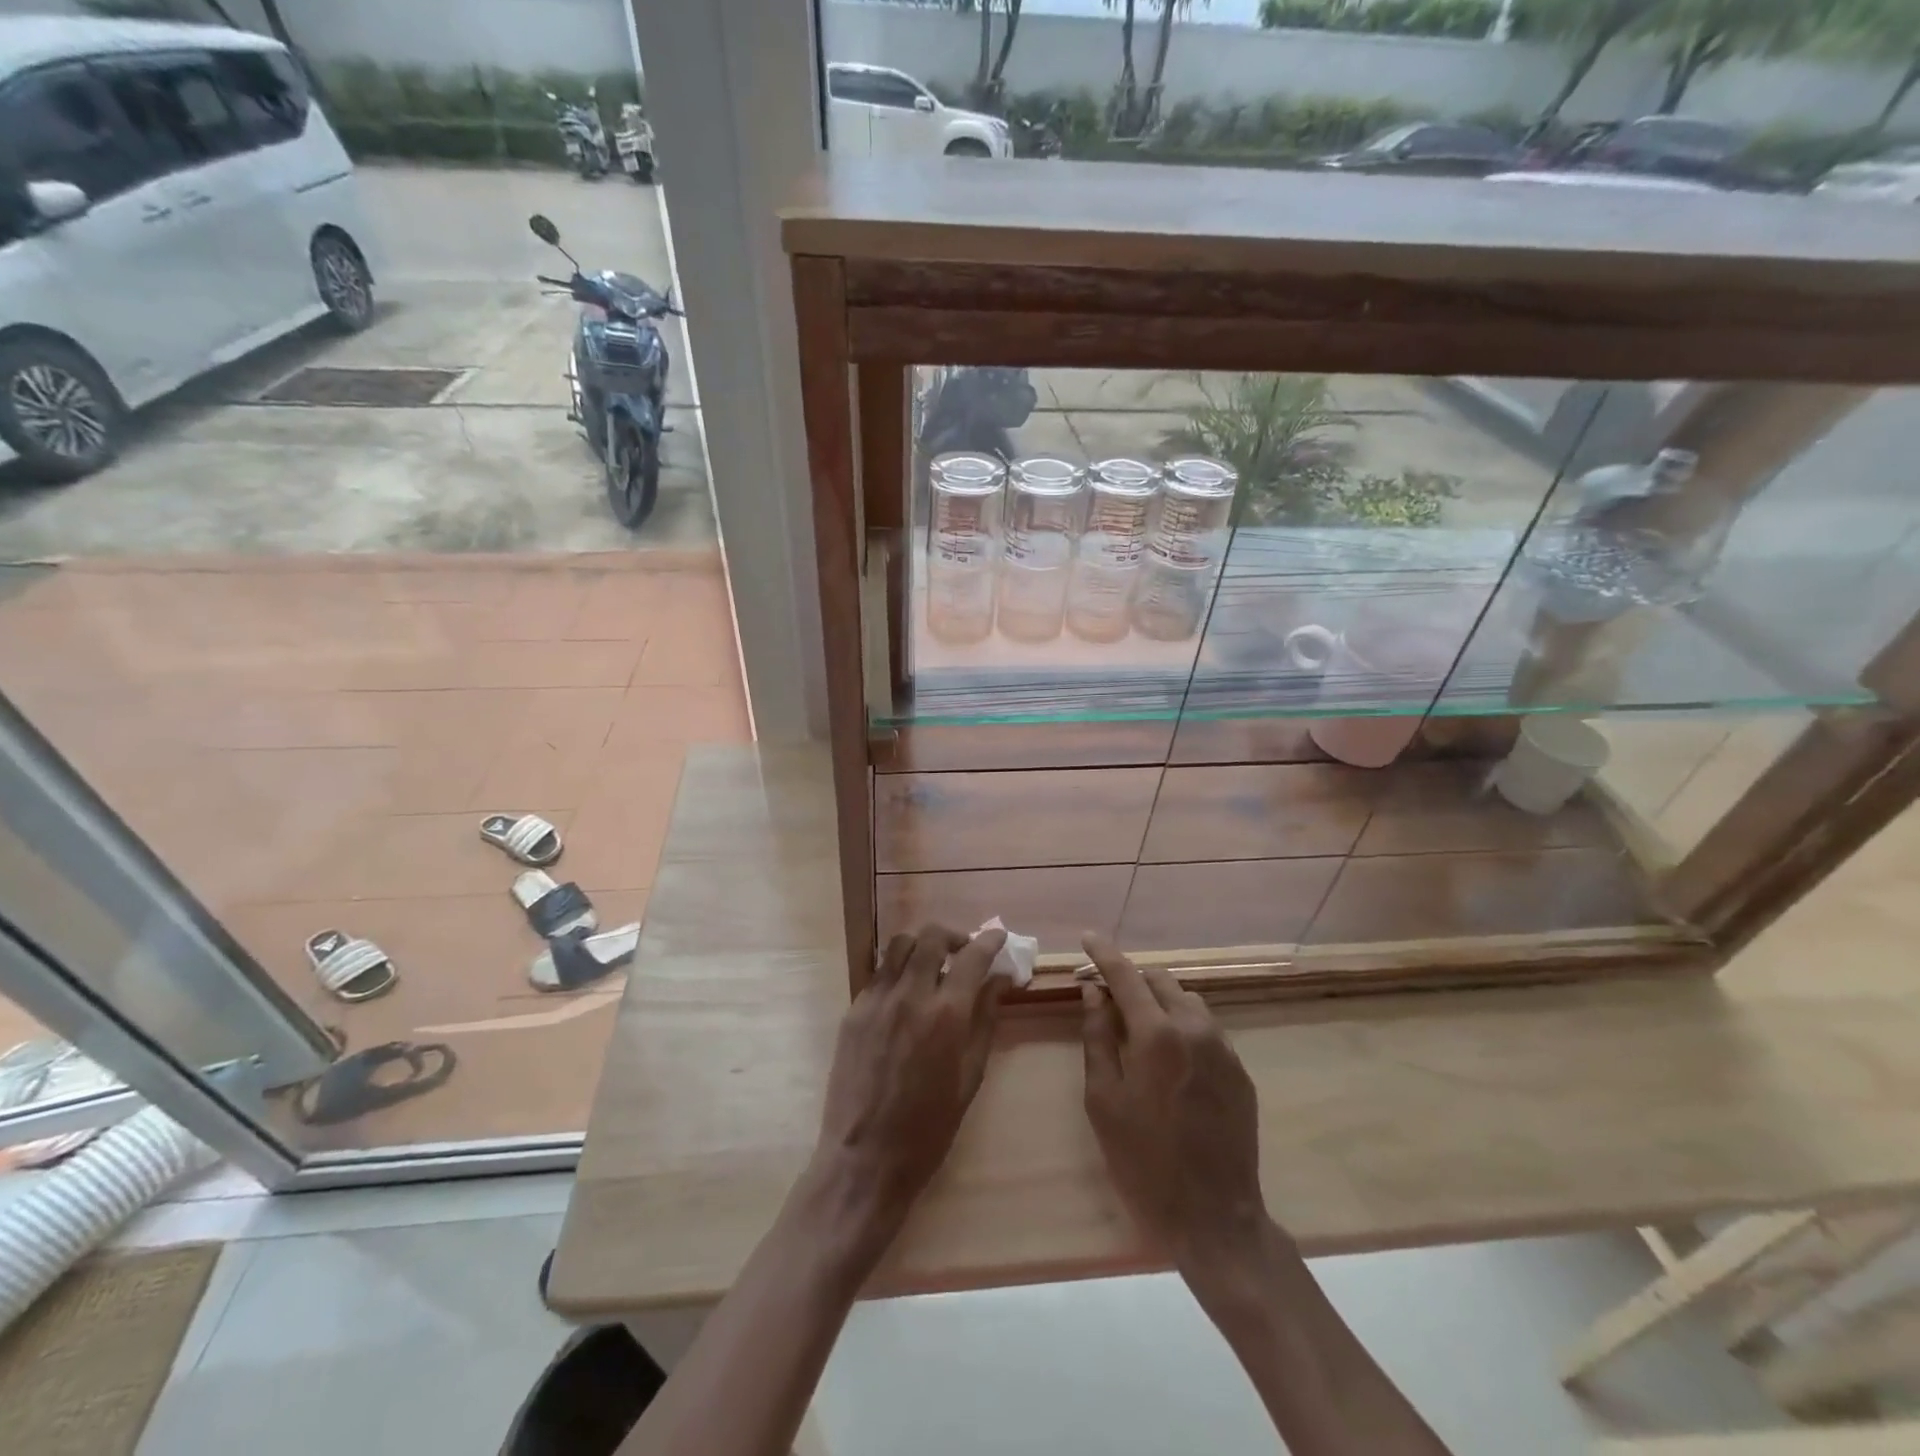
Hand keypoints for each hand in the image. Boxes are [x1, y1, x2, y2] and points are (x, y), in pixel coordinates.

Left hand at [811, 923, 1008, 1242]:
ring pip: (900, 946)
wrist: (865, 1159)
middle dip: (954, 937)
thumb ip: (985, 1020)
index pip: (972, 957)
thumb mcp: (970, 1076)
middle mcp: (910, 996)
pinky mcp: (853, 1011)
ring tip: (933, 965)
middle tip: (964, 952)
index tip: (998, 938)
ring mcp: (876, 1000)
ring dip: (922, 946)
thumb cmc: (929, 1128)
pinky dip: (898, 970)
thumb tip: (1000, 980)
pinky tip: (906, 993)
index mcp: (946, 1015)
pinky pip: (879, 973)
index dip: (989, 942)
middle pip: (931, 937)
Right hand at [1079, 933, 1267, 1274]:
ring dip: (1159, 999)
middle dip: (1131, 977)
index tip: (1088, 937)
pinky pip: (1206, 1027)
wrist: (1215, 1219)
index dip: (1104, 953)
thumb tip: (1093, 993)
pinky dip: (1181, 1023)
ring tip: (1137, 1023)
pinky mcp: (1240, 1070)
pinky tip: (1168, 1055)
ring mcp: (1224, 1048)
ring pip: (1187, 999)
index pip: (1126, 976)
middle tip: (1105, 993)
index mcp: (1157, 1034)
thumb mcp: (1103, 1099)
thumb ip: (1097, 1037)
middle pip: (1160, 980)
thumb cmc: (1144, 1161)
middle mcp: (1195, 1028)